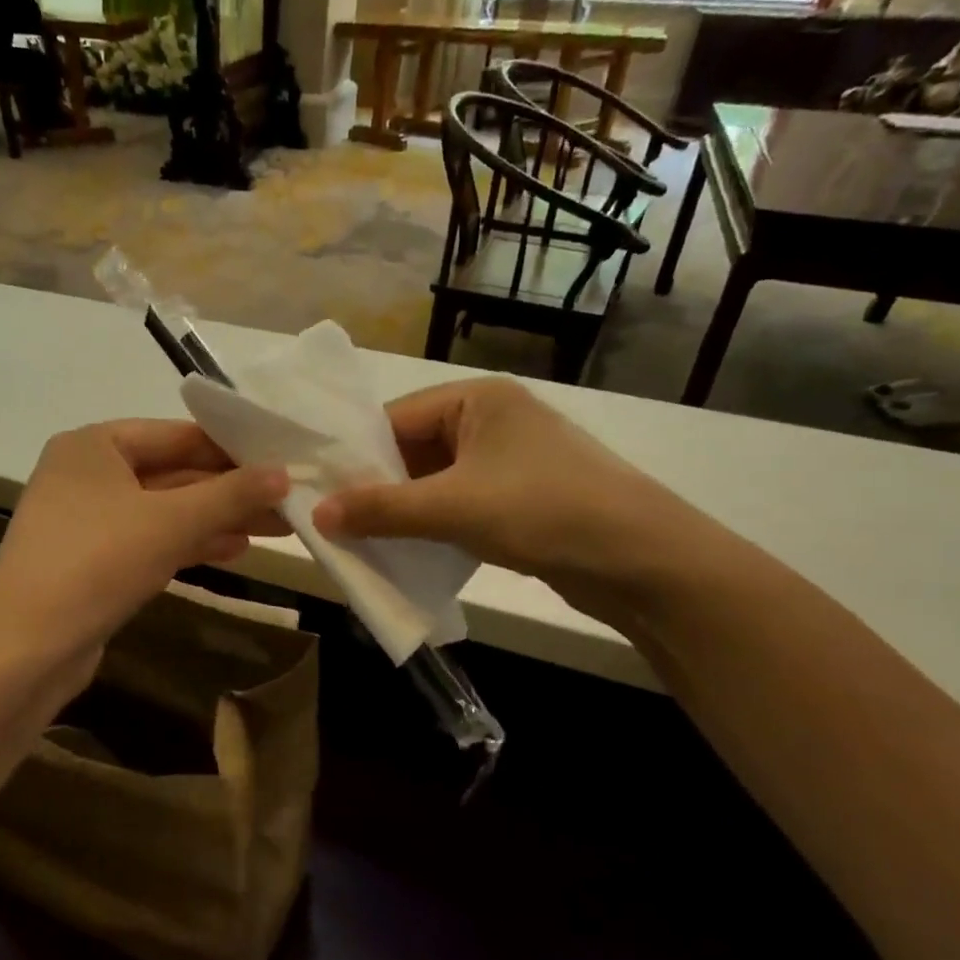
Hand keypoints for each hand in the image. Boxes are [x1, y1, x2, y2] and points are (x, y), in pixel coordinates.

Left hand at [0, 419, 287, 682]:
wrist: (24, 649)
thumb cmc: (96, 563)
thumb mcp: (171, 522)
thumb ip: (230, 494)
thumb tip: (284, 473)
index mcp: (94, 445)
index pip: (177, 434)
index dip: (232, 449)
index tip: (282, 461)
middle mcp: (87, 474)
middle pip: (173, 472)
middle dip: (230, 490)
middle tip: (288, 501)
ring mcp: (87, 520)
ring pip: (165, 511)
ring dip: (216, 519)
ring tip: (275, 528)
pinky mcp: (92, 561)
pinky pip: (150, 540)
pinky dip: (189, 543)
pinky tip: (233, 551)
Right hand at [311, 378, 701, 623]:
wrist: (644, 561)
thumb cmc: (544, 510)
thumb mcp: (453, 508)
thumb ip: (381, 509)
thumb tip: (315, 514)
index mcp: (477, 399)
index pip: (396, 418)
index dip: (355, 454)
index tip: (318, 489)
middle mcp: (492, 419)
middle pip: (413, 448)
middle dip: (377, 485)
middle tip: (334, 519)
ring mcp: (510, 459)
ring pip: (435, 480)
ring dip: (403, 509)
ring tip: (362, 537)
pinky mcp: (521, 496)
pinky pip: (459, 502)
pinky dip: (433, 523)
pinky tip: (407, 547)